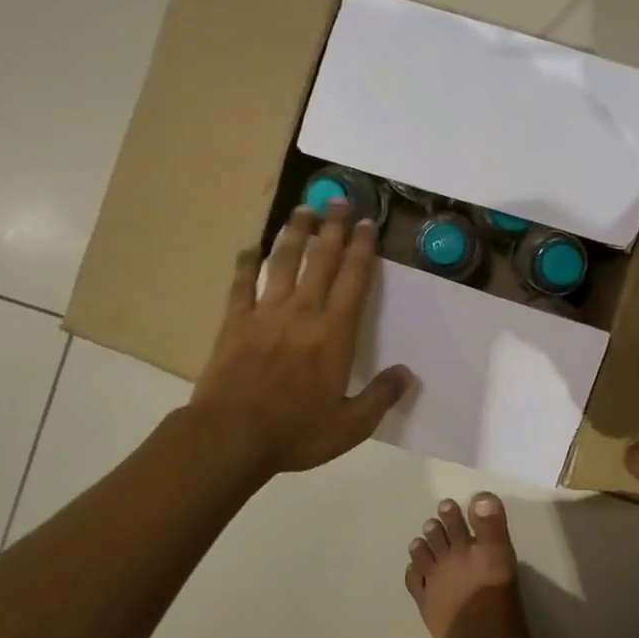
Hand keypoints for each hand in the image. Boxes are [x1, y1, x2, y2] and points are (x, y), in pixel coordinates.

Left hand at [190, 201, 412, 475]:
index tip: (367, 224)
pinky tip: (249, 248)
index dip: (362, 249)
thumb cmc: (296, 432)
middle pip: (321, 259)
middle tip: (339, 200)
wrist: (230, 437)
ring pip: (282, 262)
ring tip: (302, 209)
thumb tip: (407, 374)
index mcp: (334, 333)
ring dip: (294, 233)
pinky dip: (245, 263)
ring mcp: (265, 313)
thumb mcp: (351, 425)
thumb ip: (381, 396)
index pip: (354, 279)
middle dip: (333, 227)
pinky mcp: (234, 322)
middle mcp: (302, 312)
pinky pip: (240, 284)